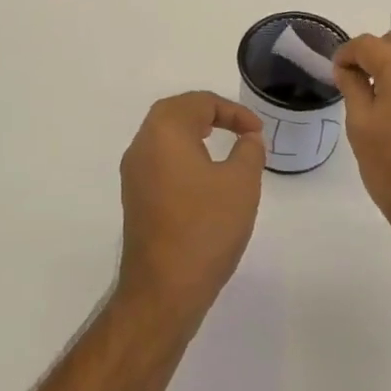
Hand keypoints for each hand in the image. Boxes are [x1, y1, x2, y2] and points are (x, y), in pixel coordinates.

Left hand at [117, 92, 265, 320]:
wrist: (164, 288)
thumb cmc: (205, 227)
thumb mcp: (241, 183)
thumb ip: (249, 151)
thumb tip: (248, 138)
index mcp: (164, 132)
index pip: (199, 102)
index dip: (233, 112)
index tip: (257, 133)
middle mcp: (142, 145)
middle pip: (174, 112)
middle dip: (209, 114)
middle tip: (237, 128)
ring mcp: (133, 174)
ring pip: (164, 136)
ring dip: (194, 134)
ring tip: (223, 146)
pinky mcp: (135, 198)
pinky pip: (159, 161)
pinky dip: (183, 156)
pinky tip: (203, 177)